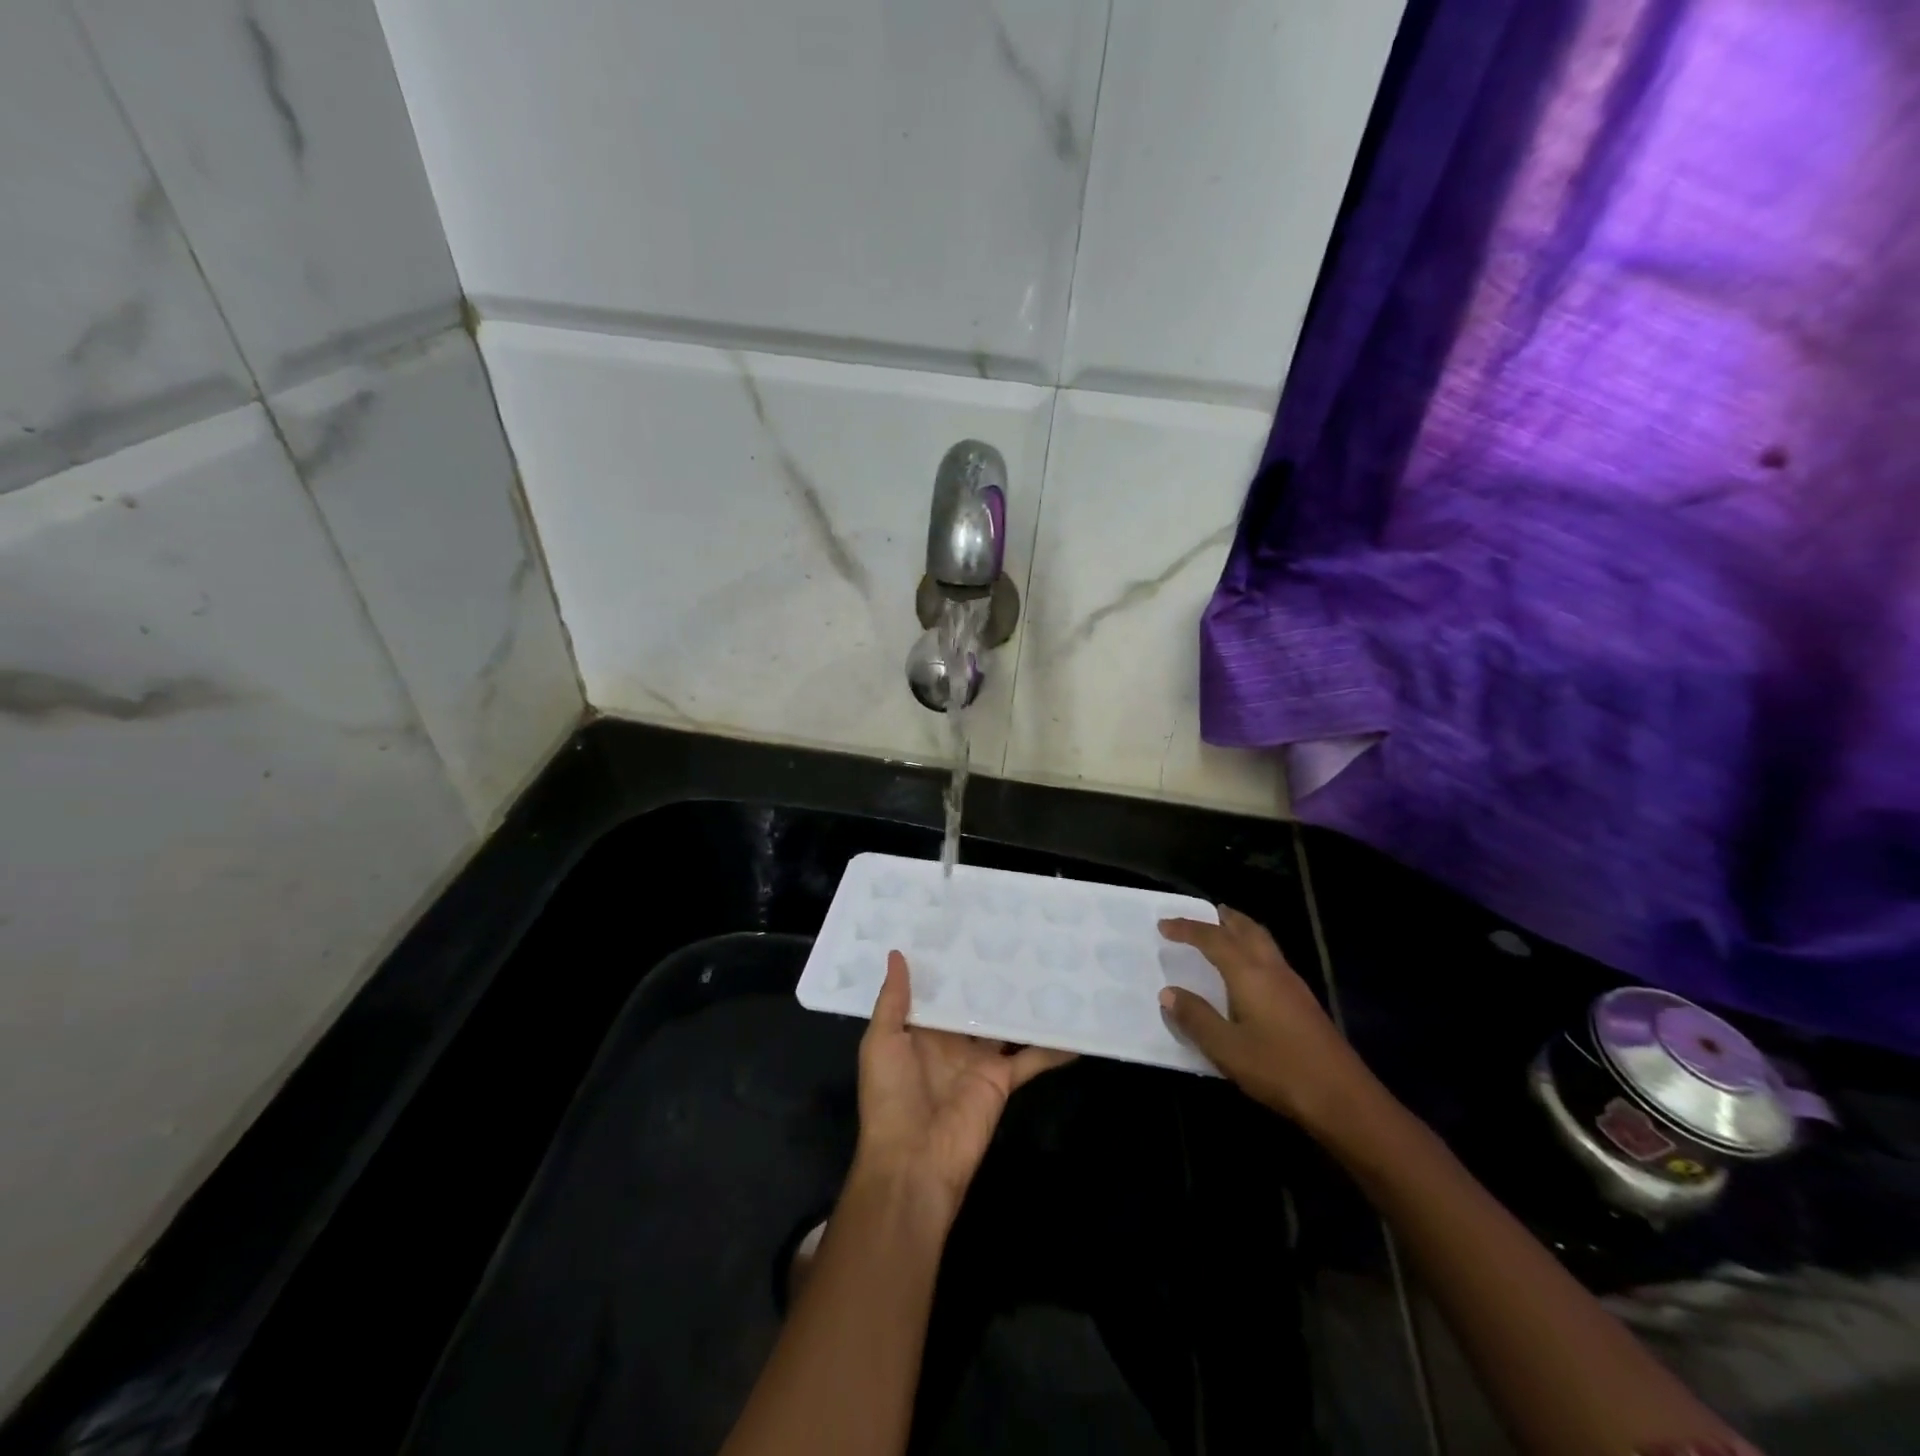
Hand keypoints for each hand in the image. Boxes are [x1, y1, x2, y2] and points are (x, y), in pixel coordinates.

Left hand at [853, 951, 1072, 1222]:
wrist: (913, 1161)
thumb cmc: (890, 1097)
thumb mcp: (881, 1042)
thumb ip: (893, 1000)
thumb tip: (897, 953)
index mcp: (919, 1029)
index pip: (937, 989)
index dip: (948, 962)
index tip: (965, 926)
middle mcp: (951, 1040)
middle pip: (974, 1002)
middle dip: (989, 975)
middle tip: (1013, 935)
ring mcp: (978, 1059)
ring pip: (1005, 1024)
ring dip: (1022, 1003)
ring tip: (1046, 966)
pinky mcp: (1002, 1079)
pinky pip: (1031, 1059)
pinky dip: (1053, 1048)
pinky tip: (1076, 1029)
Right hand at [1158, 906, 1377, 1135]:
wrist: (1343, 1098)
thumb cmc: (1279, 1069)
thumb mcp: (1226, 1048)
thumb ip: (1196, 1018)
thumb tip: (1168, 992)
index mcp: (1249, 973)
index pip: (1213, 939)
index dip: (1187, 929)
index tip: (1163, 925)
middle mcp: (1272, 969)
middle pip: (1247, 930)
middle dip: (1224, 918)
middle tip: (1204, 912)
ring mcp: (1293, 985)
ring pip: (1264, 942)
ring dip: (1242, 931)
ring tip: (1225, 933)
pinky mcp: (1304, 1002)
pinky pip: (1272, 958)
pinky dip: (1254, 949)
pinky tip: (1250, 972)